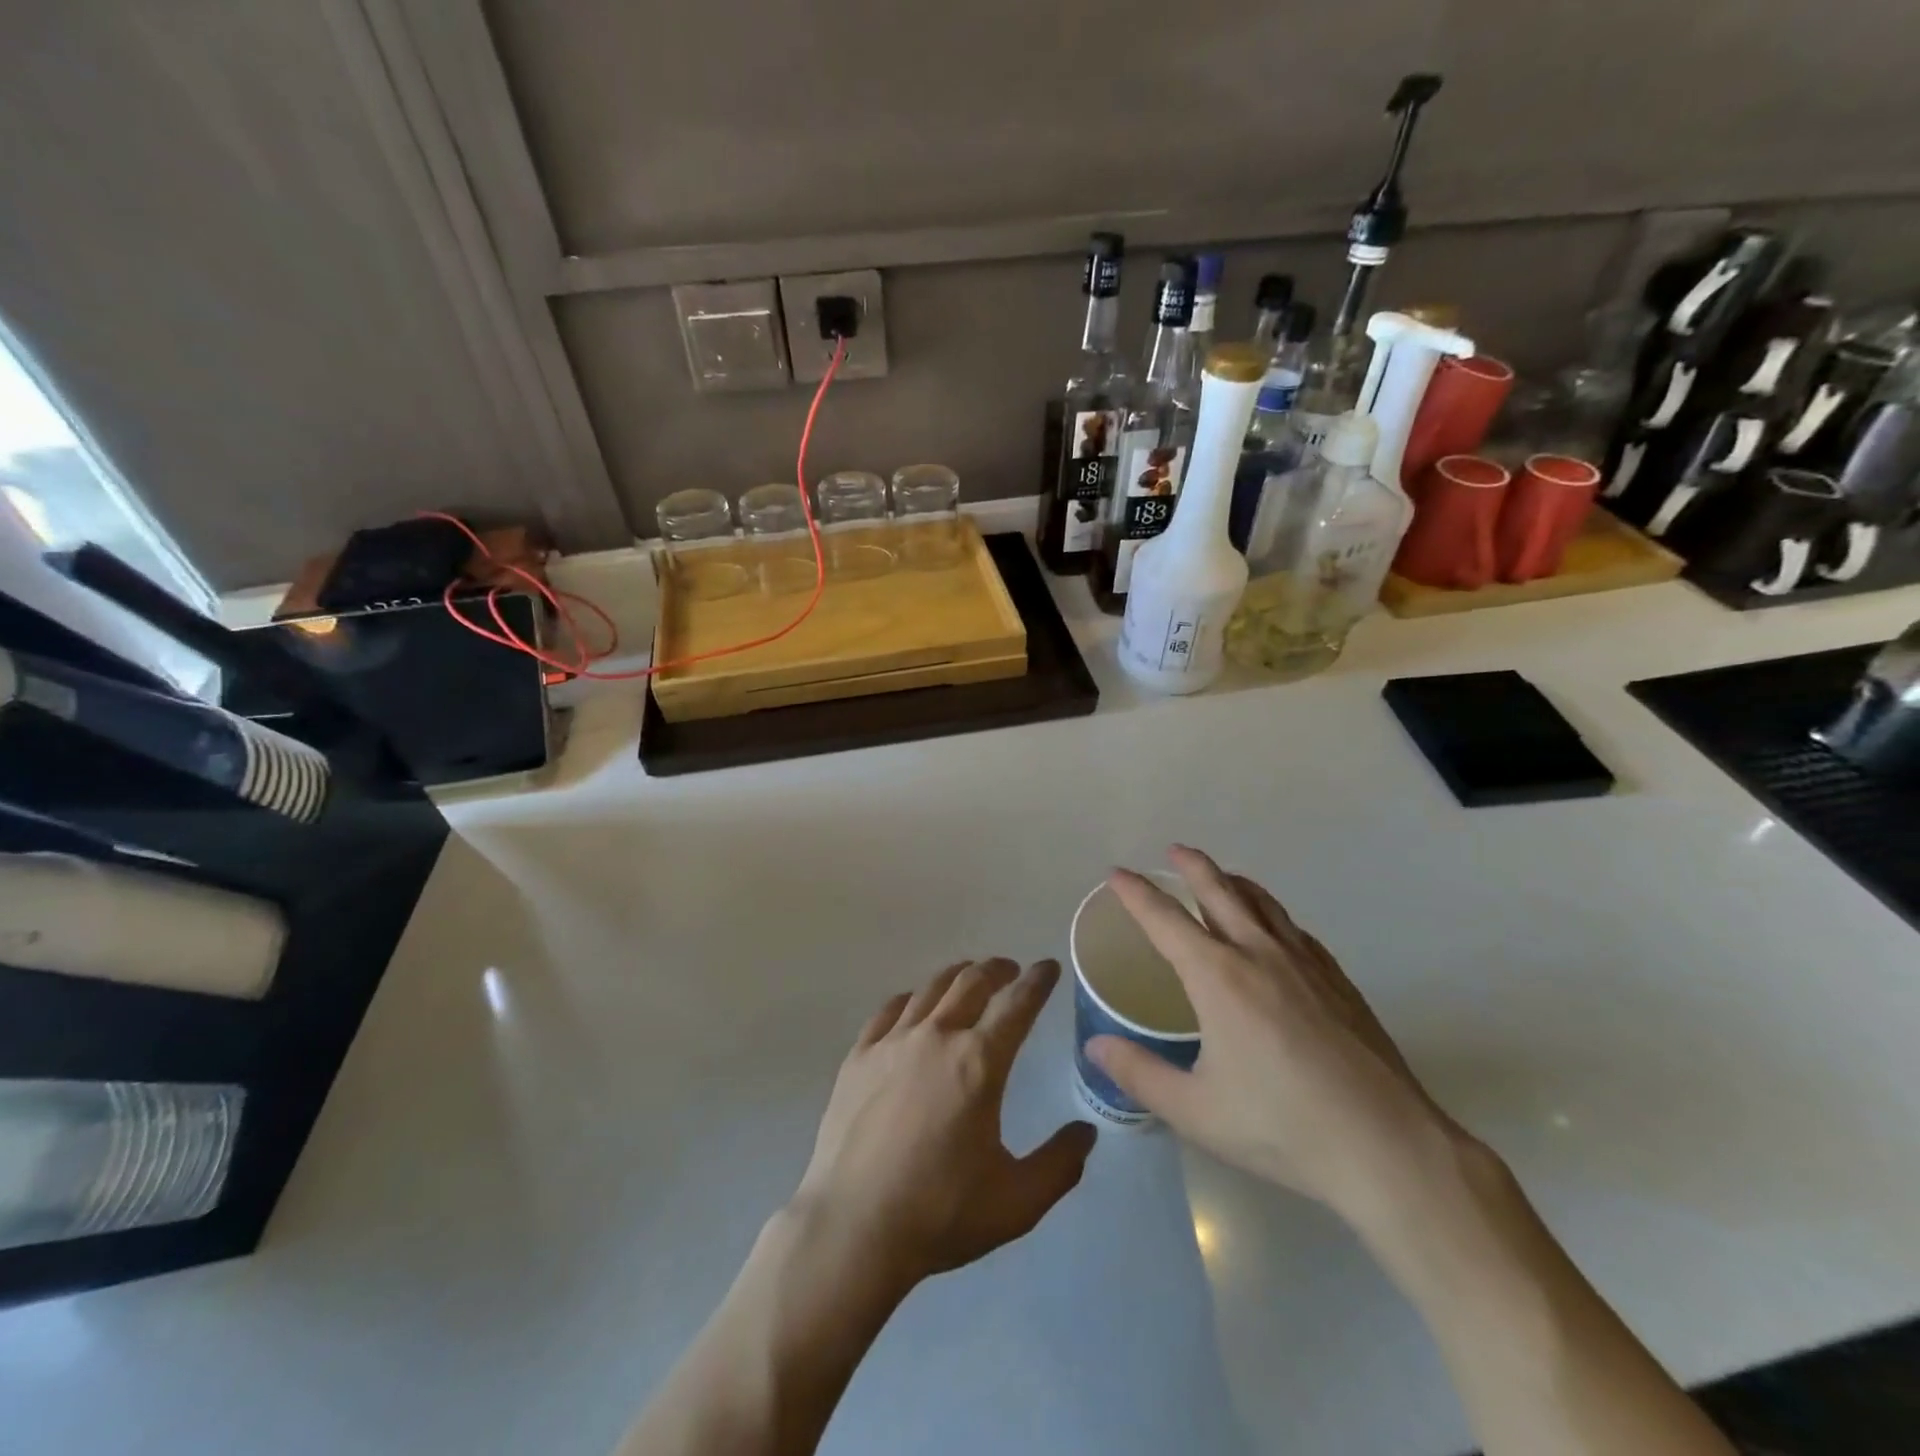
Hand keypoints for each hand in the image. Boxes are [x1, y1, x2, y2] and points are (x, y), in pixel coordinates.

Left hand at [791, 959, 1096, 1289]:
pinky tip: (913, 1005)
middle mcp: (937, 1036)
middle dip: (997, 970)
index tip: (1048, 967)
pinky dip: (910, 999)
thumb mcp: (1017, 1201)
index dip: (1038, 981)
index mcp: (979, 1062)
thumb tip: (1086, 1132)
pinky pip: (889, 1010)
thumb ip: (1059, 1164)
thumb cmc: (940, 1213)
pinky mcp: (858, 1056)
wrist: (853, 1228)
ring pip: (930, 988)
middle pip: (972, 982)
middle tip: (1010, 971)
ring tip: (968, 977)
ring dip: (957, 976)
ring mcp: (892, 1042)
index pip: (1017, 1004)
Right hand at [1087, 847, 1463, 1228]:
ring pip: (1263, 904)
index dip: (1137, 893)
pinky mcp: (1339, 982)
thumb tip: (1094, 1046)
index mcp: (1218, 977)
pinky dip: (1272, 914)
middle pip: (1220, 892)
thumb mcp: (1195, 1110)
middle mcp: (1259, 955)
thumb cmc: (1282, 1128)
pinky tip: (1275, 929)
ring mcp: (1306, 965)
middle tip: (1174, 850)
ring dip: (1235, 882)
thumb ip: (1139, 1073)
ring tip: (1222, 876)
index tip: (1117, 874)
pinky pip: (1295, 930)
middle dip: (1193, 866)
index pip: (1165, 919)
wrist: (1388, 1149)